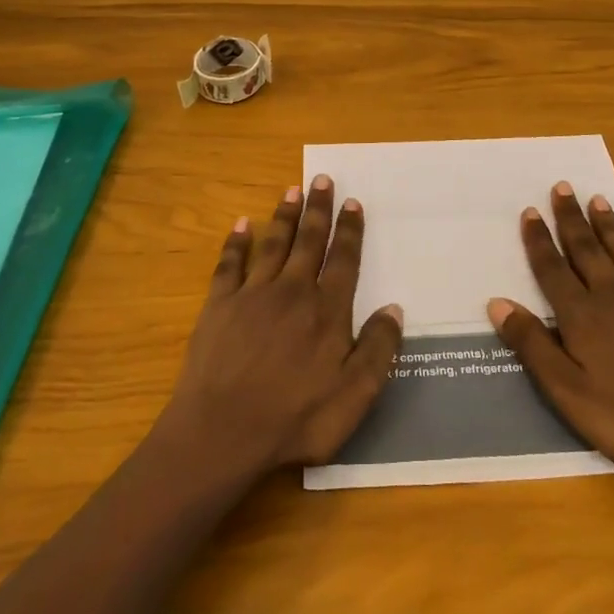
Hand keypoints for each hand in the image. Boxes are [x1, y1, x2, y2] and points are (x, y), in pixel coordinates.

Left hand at [162, 176, 403, 475]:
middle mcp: (292, 291)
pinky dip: (236, 242)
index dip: (350, 230)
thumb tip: (394, 308)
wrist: (222, 434)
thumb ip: (378, 350)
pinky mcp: (219, 305)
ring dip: (284, 216)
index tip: (353, 203)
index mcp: (326, 310)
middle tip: (322, 180)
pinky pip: (230, 264)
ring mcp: (252, 295)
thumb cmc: (295, 420)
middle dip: (318, 209)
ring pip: (273, 244)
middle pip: (309, 241)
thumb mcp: (354, 397)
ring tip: (291, 190)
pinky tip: (241, 225)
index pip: (343, 260)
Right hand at [487, 183, 613, 488]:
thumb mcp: (568, 392)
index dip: (538, 239)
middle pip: (586, 248)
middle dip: (571, 217)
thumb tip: (497, 303)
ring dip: (608, 224)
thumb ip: (533, 345)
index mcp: (581, 315)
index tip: (530, 211)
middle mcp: (613, 295)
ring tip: (597, 199)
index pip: (552, 268)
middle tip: (562, 187)